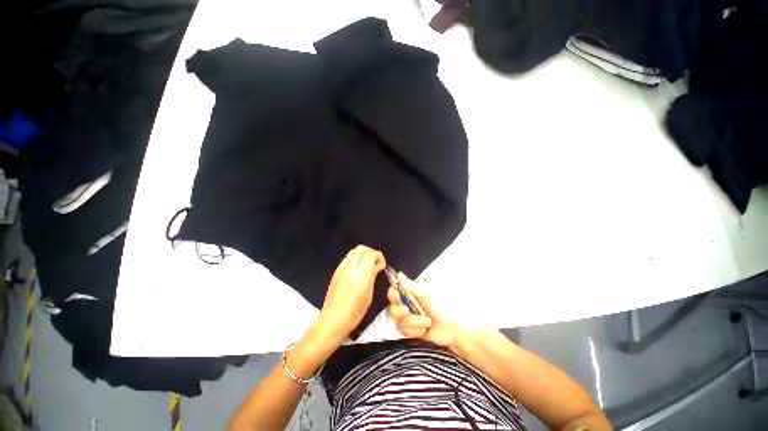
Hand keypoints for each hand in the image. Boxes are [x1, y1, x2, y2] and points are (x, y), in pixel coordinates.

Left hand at [317, 245, 385, 340]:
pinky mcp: (336, 271)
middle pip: (362, 248)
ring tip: (367, 266)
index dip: (379, 256)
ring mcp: (341, 268)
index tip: (381, 264)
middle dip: (371, 252)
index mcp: (361, 274)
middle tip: (375, 263)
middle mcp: (350, 267)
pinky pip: (348, 258)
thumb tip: (378, 265)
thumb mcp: (369, 295)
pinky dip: (355, 259)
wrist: (333, 320)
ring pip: (354, 251)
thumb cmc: (354, 312)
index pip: (371, 254)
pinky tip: (358, 270)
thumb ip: (373, 276)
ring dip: (362, 254)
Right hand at [387, 273, 462, 348]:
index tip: (395, 295)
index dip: (392, 294)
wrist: (454, 329)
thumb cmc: (443, 307)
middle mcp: (409, 304)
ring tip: (427, 321)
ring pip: (400, 322)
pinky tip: (425, 329)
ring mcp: (410, 318)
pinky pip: (405, 332)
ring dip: (414, 323)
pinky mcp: (413, 330)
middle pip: (393, 308)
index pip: (395, 291)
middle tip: (408, 311)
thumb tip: (399, 275)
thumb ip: (411, 286)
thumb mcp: (427, 293)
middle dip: (401, 312)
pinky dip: (416, 331)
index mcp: (411, 293)